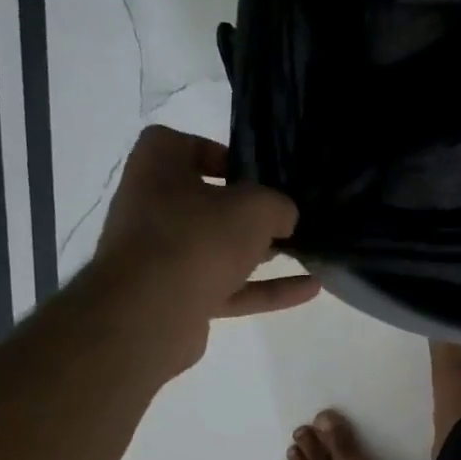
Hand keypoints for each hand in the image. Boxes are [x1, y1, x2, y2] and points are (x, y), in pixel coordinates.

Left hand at [93, 126, 318, 374]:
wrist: (150, 313)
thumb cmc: (197, 238)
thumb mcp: (254, 208)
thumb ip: (278, 205)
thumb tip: (284, 217)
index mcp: (157, 167)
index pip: (184, 146)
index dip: (221, 155)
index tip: (257, 174)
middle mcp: (152, 207)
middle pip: (207, 203)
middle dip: (249, 213)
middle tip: (288, 217)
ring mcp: (163, 257)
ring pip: (219, 249)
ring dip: (261, 254)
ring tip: (306, 252)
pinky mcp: (178, 298)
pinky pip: (228, 288)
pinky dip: (265, 289)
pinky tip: (310, 289)